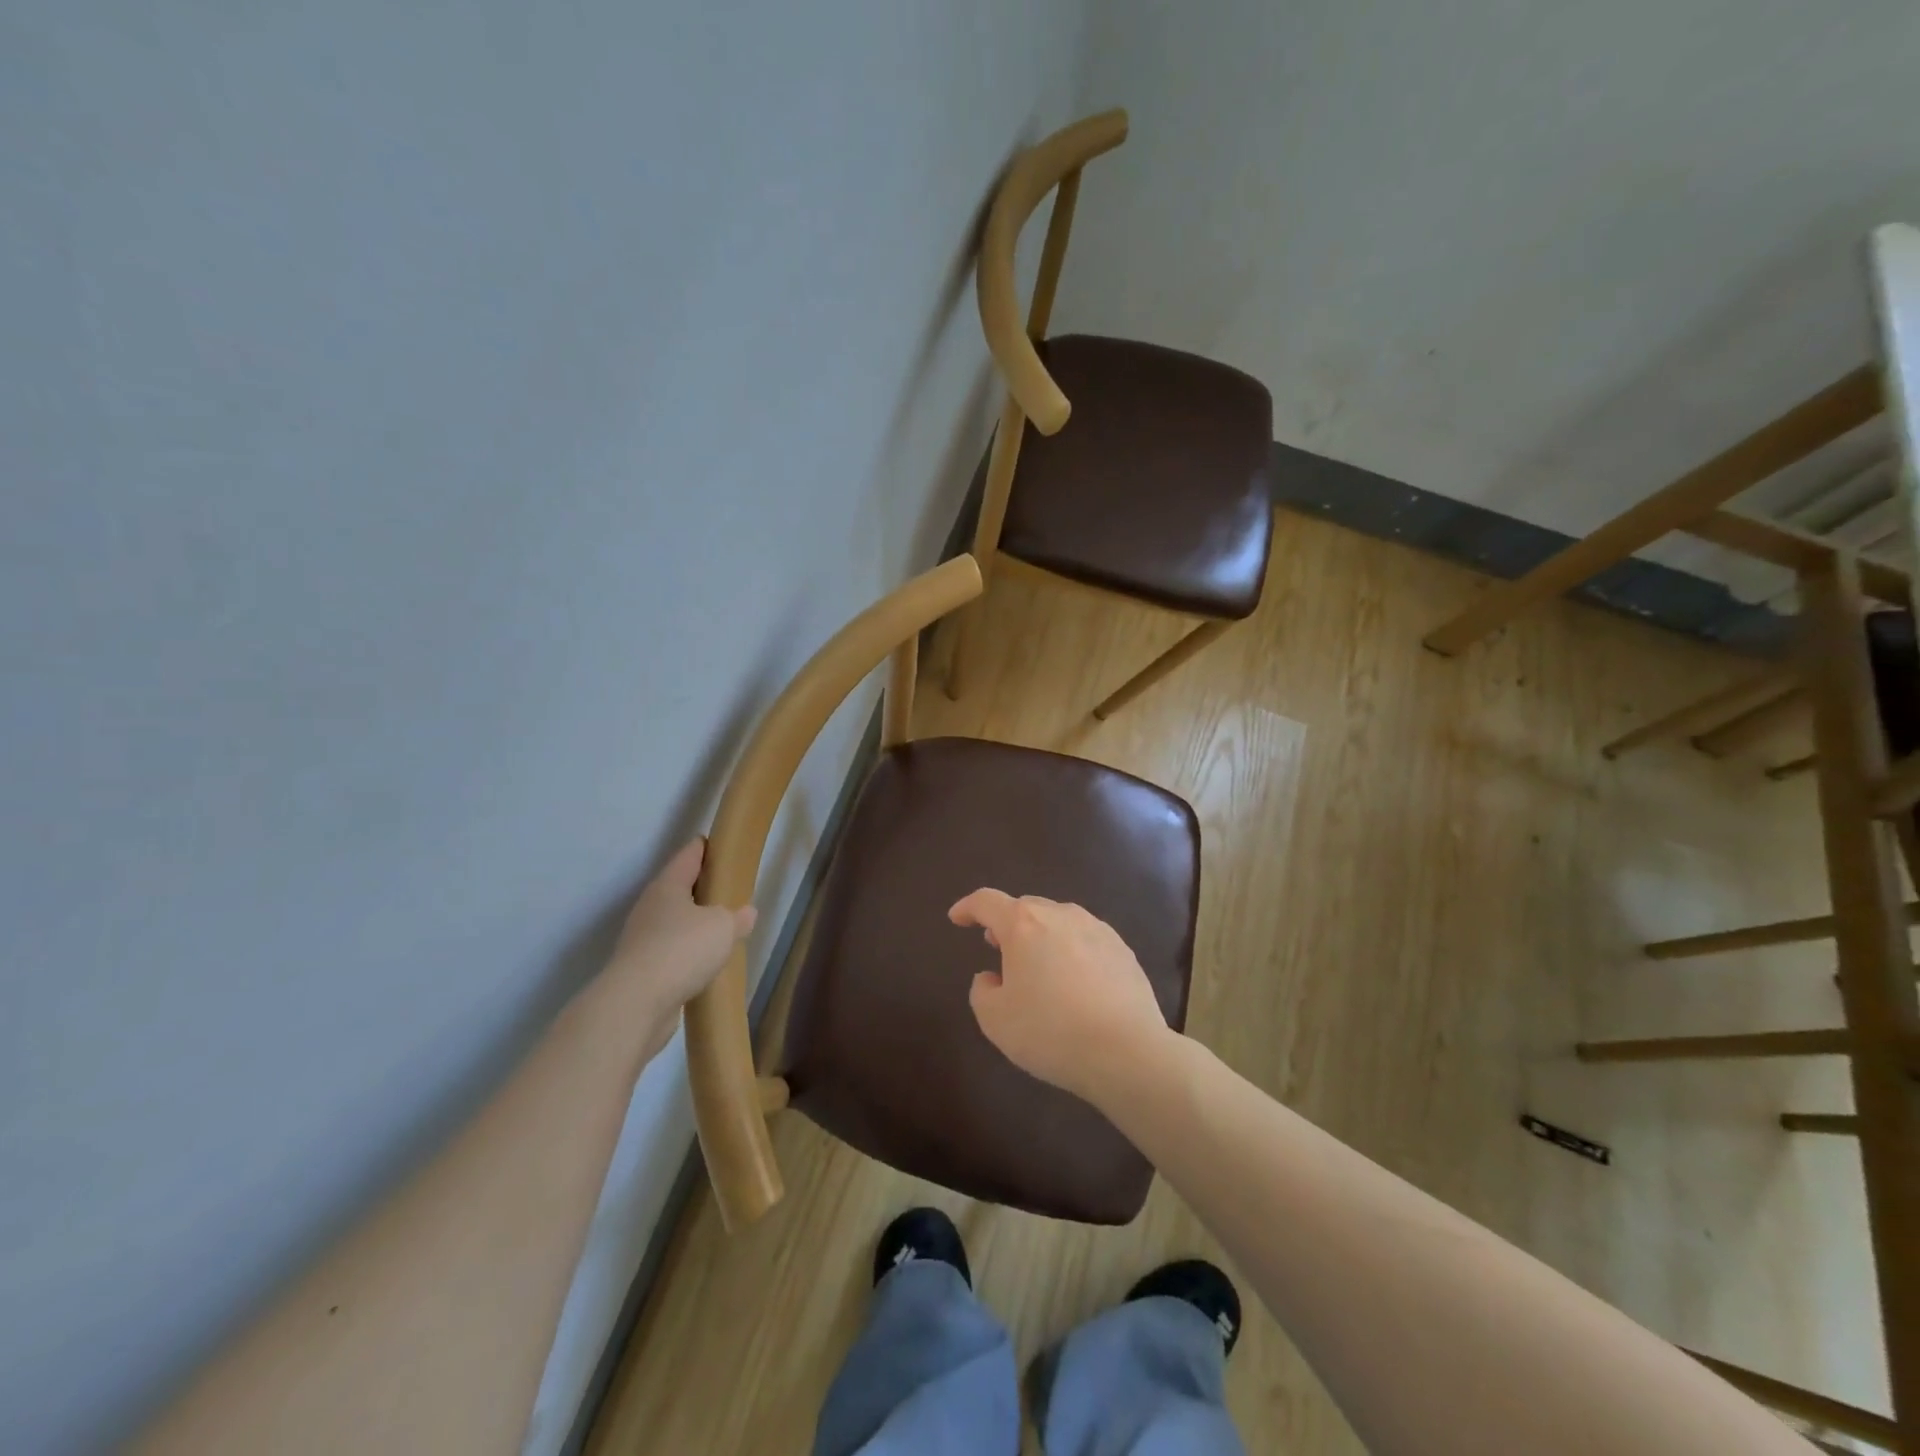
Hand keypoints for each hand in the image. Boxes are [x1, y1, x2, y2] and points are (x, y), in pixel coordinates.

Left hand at [608, 840, 755, 1037]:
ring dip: (694, 923)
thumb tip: (746, 912)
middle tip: (728, 889)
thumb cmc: (682, 950)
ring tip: (720, 928)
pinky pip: (670, 951)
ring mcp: (642, 938)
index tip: (720, 844)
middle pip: (679, 888)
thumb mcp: (723, 927)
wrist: (636, 1004)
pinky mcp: (641, 968)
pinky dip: (686, 952)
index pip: (689, 855)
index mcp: (668, 886)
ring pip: (674, 921)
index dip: (705, 847)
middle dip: (702, 888)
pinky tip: (704, 961)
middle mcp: (650, 907)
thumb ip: (737, 917)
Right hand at [948, 889, 1169, 1103]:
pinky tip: (1075, 983)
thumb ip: (982, 991)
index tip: (957, 918)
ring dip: (1042, 936)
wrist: (1127, 1052)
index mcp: (1023, 924)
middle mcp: (1060, 915)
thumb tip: (992, 977)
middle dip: (1007, 924)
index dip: (968, 907)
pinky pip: (1086, 941)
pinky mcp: (1123, 950)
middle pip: (1025, 908)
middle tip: (997, 947)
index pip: (987, 902)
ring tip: (1038, 966)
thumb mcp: (996, 1020)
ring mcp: (1097, 929)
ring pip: (1059, 922)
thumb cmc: (1051, 1032)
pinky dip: (1072, 952)